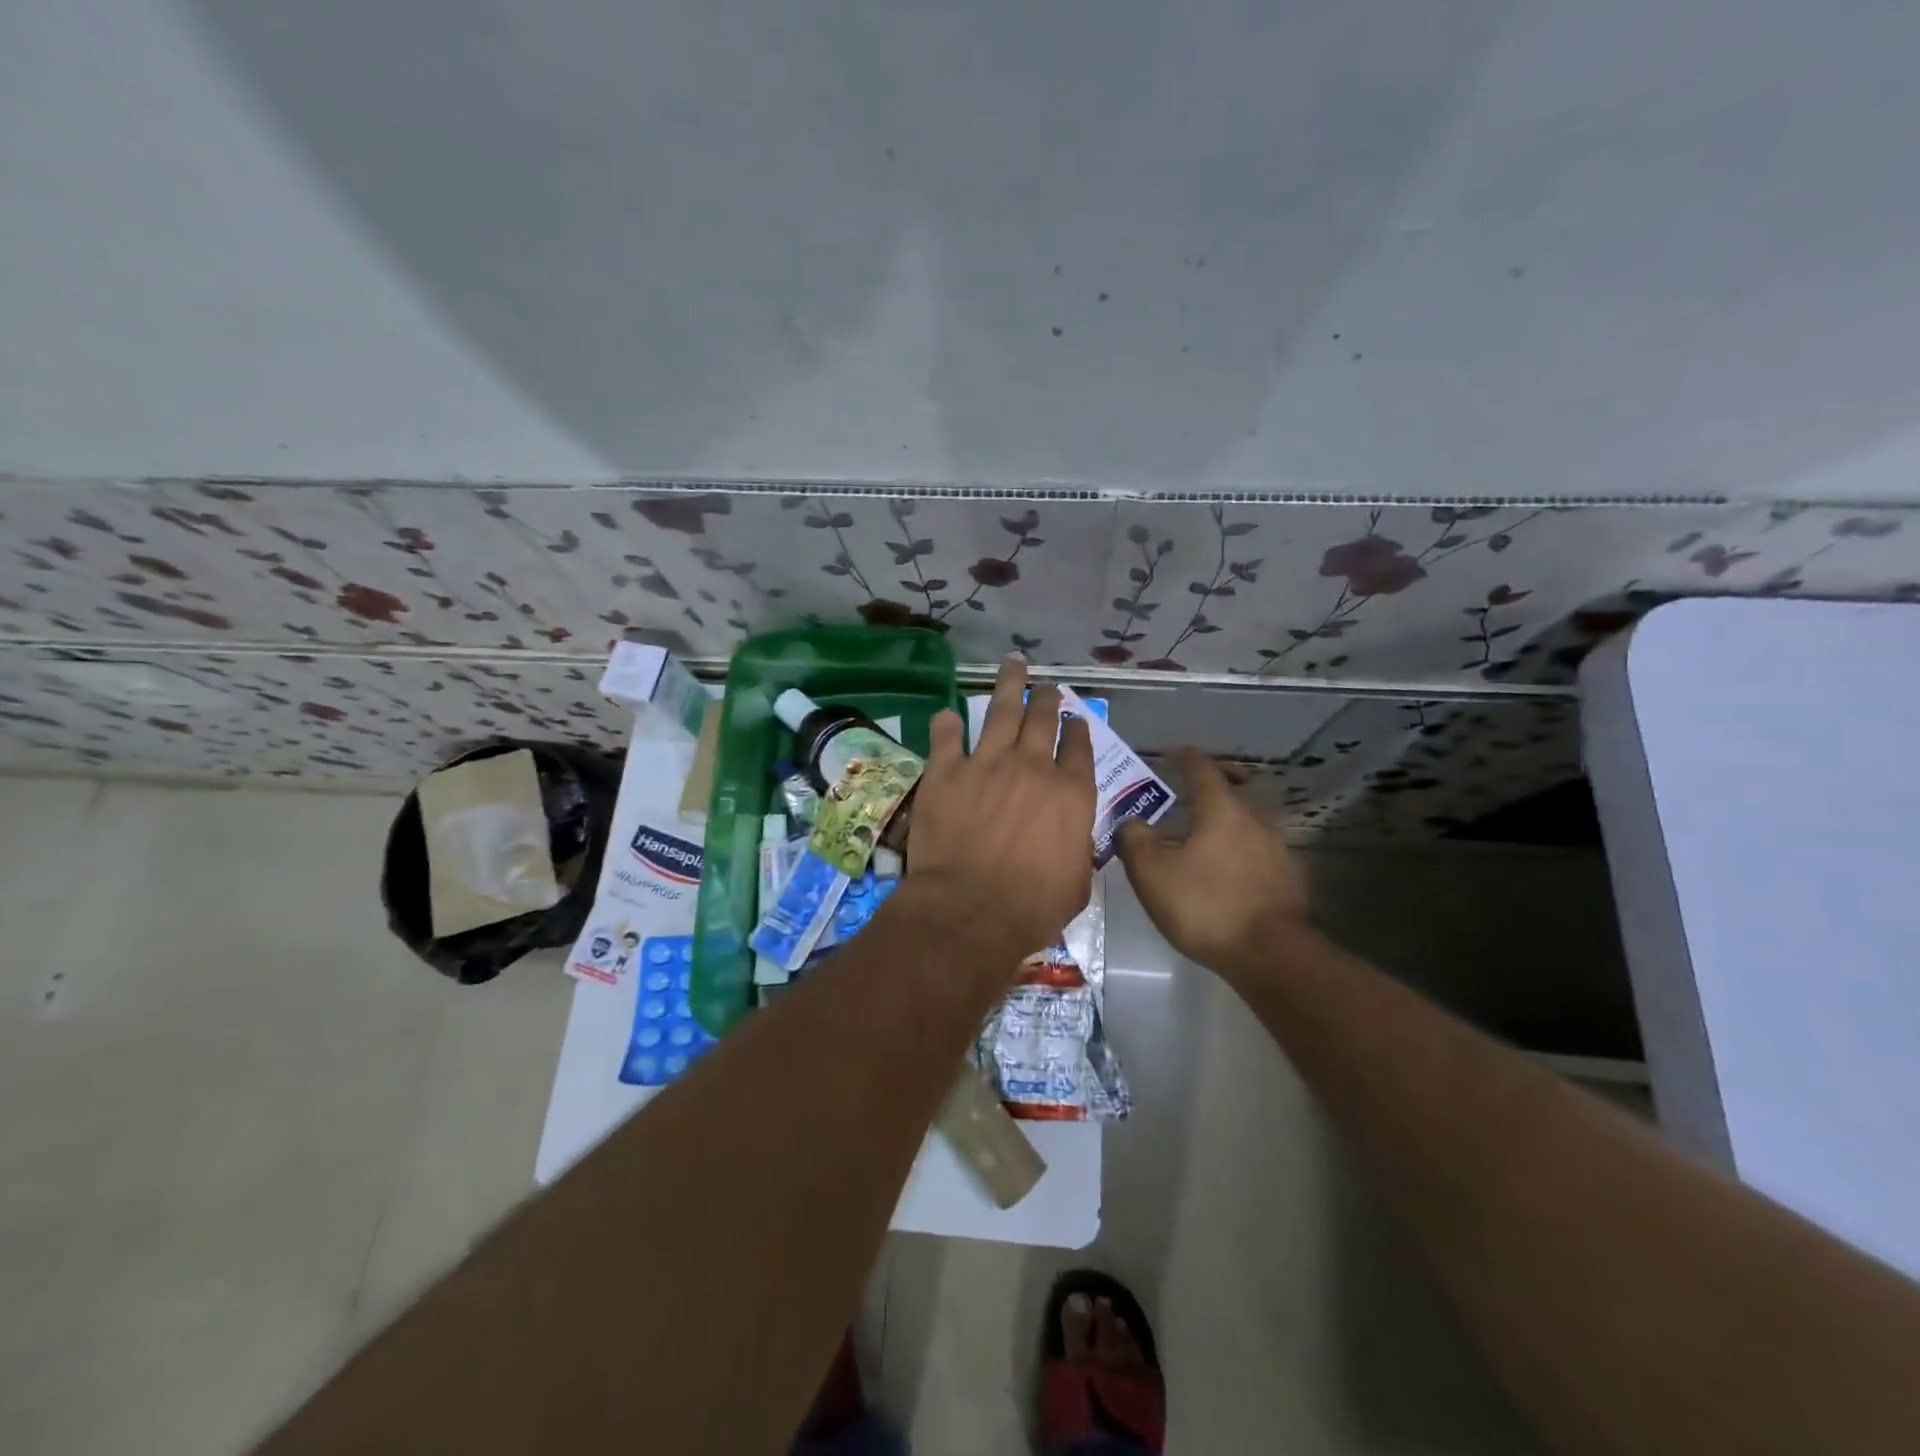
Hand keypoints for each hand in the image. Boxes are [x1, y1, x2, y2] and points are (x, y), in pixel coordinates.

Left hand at [906, 657, 1095, 961]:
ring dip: (1008, 685)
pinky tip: (947, 714)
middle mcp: (1032, 767)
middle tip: (1045, 685)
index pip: (1078, 748)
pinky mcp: (946, 772)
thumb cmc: (1032, 907)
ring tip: (1013, 663)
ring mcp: (987, 764)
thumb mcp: (1076, 883)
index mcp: (1070, 794)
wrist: (971, 910)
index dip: (1077, 729)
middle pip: (1042, 720)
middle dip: (1046, 698)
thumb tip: (1073, 837)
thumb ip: (1077, 848)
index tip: (1074, 718)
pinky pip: (946, 737)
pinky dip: (947, 723)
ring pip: (1000, 711)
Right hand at [1116, 748, 1309, 979]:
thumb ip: (1134, 839)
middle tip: (1182, 793)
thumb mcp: (1152, 872)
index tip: (1169, 752)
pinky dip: (1236, 848)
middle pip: (1229, 791)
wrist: (1271, 954)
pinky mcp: (1287, 878)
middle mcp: (1254, 818)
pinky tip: (1223, 868)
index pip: (1201, 768)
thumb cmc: (1205, 904)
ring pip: (1245, 821)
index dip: (1183, 757)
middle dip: (1205, 788)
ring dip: (1222, 820)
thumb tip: (1129, 821)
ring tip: (1200, 834)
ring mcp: (1277, 848)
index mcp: (1221, 808)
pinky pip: (1256, 849)